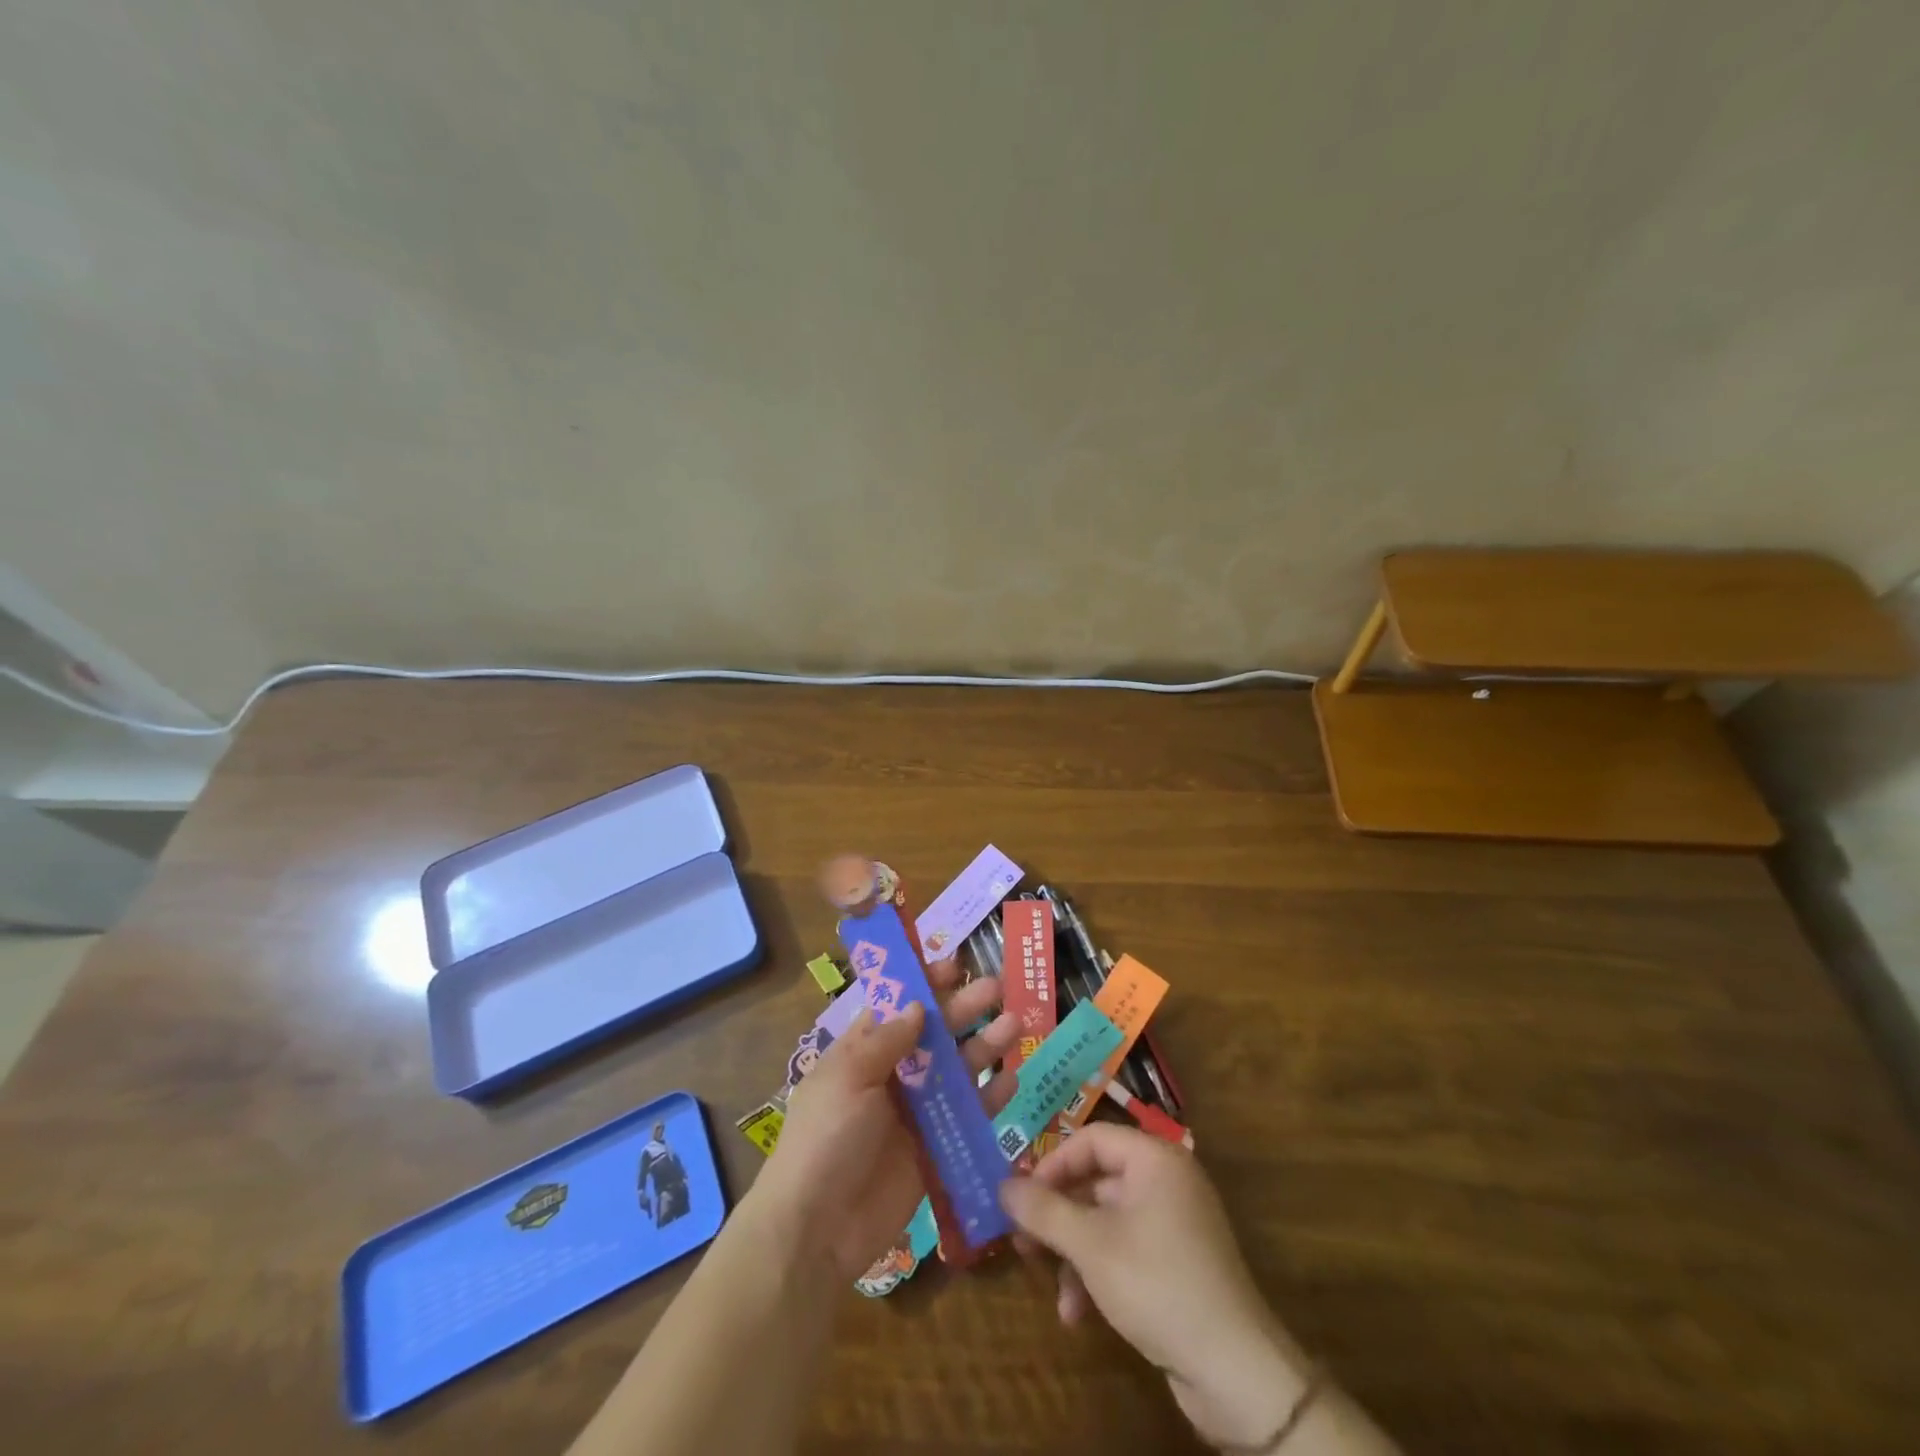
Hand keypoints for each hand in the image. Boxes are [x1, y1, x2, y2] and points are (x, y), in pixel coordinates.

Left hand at [754, 957, 1017, 1282]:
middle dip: (964, 1010)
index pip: (898, 1007)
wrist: (817, 1229)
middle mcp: (892, 1076)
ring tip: (1013, 1027)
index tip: (955, 966)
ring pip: (956, 1072)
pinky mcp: (935, 1150)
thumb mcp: (847, 1077)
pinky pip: (966, 1117)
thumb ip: (886, 1040)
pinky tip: (1010, 1082)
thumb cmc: (825, 1138)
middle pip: (934, 1035)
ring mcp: (915, 1113)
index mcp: (863, 1052)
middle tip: (997, 988)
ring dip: (983, 1048)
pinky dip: (988, 1100)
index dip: (925, 985)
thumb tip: (917, 1005)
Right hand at [1001, 1123, 1309, 1449]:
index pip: (1092, 1139)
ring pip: (1108, 1221)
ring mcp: (1175, 1223)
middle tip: (1023, 1240)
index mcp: (1155, 1159)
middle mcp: (1167, 1180)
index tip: (1021, 1196)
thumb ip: (1044, 1211)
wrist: (1235, 1372)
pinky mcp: (1178, 1262)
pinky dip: (1099, 1273)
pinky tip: (1079, 1313)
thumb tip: (1002, 1185)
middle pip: (1097, 1181)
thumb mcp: (1091, 1246)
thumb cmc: (1157, 1284)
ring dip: (1075, 1254)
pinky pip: (1127, 1249)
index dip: (1052, 1164)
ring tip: (1052, 1290)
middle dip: (1059, 1216)